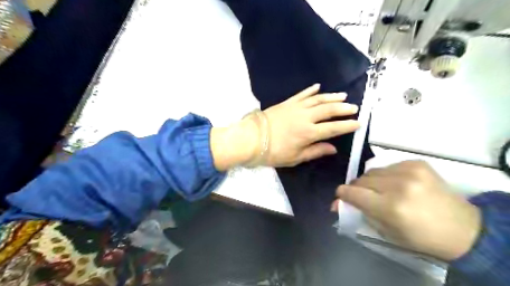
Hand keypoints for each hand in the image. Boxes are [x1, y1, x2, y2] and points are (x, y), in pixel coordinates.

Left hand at [212, 84, 357, 170]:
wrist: (251, 138)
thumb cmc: (273, 152)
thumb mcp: (295, 158)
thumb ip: (315, 151)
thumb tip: (333, 148)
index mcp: (308, 133)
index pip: (333, 128)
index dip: (347, 126)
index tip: (358, 123)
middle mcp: (305, 117)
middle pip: (328, 110)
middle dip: (343, 108)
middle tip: (354, 107)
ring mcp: (296, 107)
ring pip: (318, 99)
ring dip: (332, 97)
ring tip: (343, 95)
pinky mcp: (287, 102)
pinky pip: (302, 94)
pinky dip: (311, 90)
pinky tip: (318, 87)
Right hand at [335, 161, 483, 260]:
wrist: (464, 229)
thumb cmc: (421, 237)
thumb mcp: (387, 232)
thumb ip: (361, 213)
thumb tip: (337, 203)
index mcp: (390, 207)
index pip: (352, 192)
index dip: (343, 194)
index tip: (342, 197)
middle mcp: (398, 185)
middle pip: (361, 179)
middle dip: (358, 188)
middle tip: (365, 197)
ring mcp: (409, 171)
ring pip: (372, 171)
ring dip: (372, 181)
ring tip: (383, 190)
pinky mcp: (417, 163)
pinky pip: (388, 165)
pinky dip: (387, 175)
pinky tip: (398, 183)